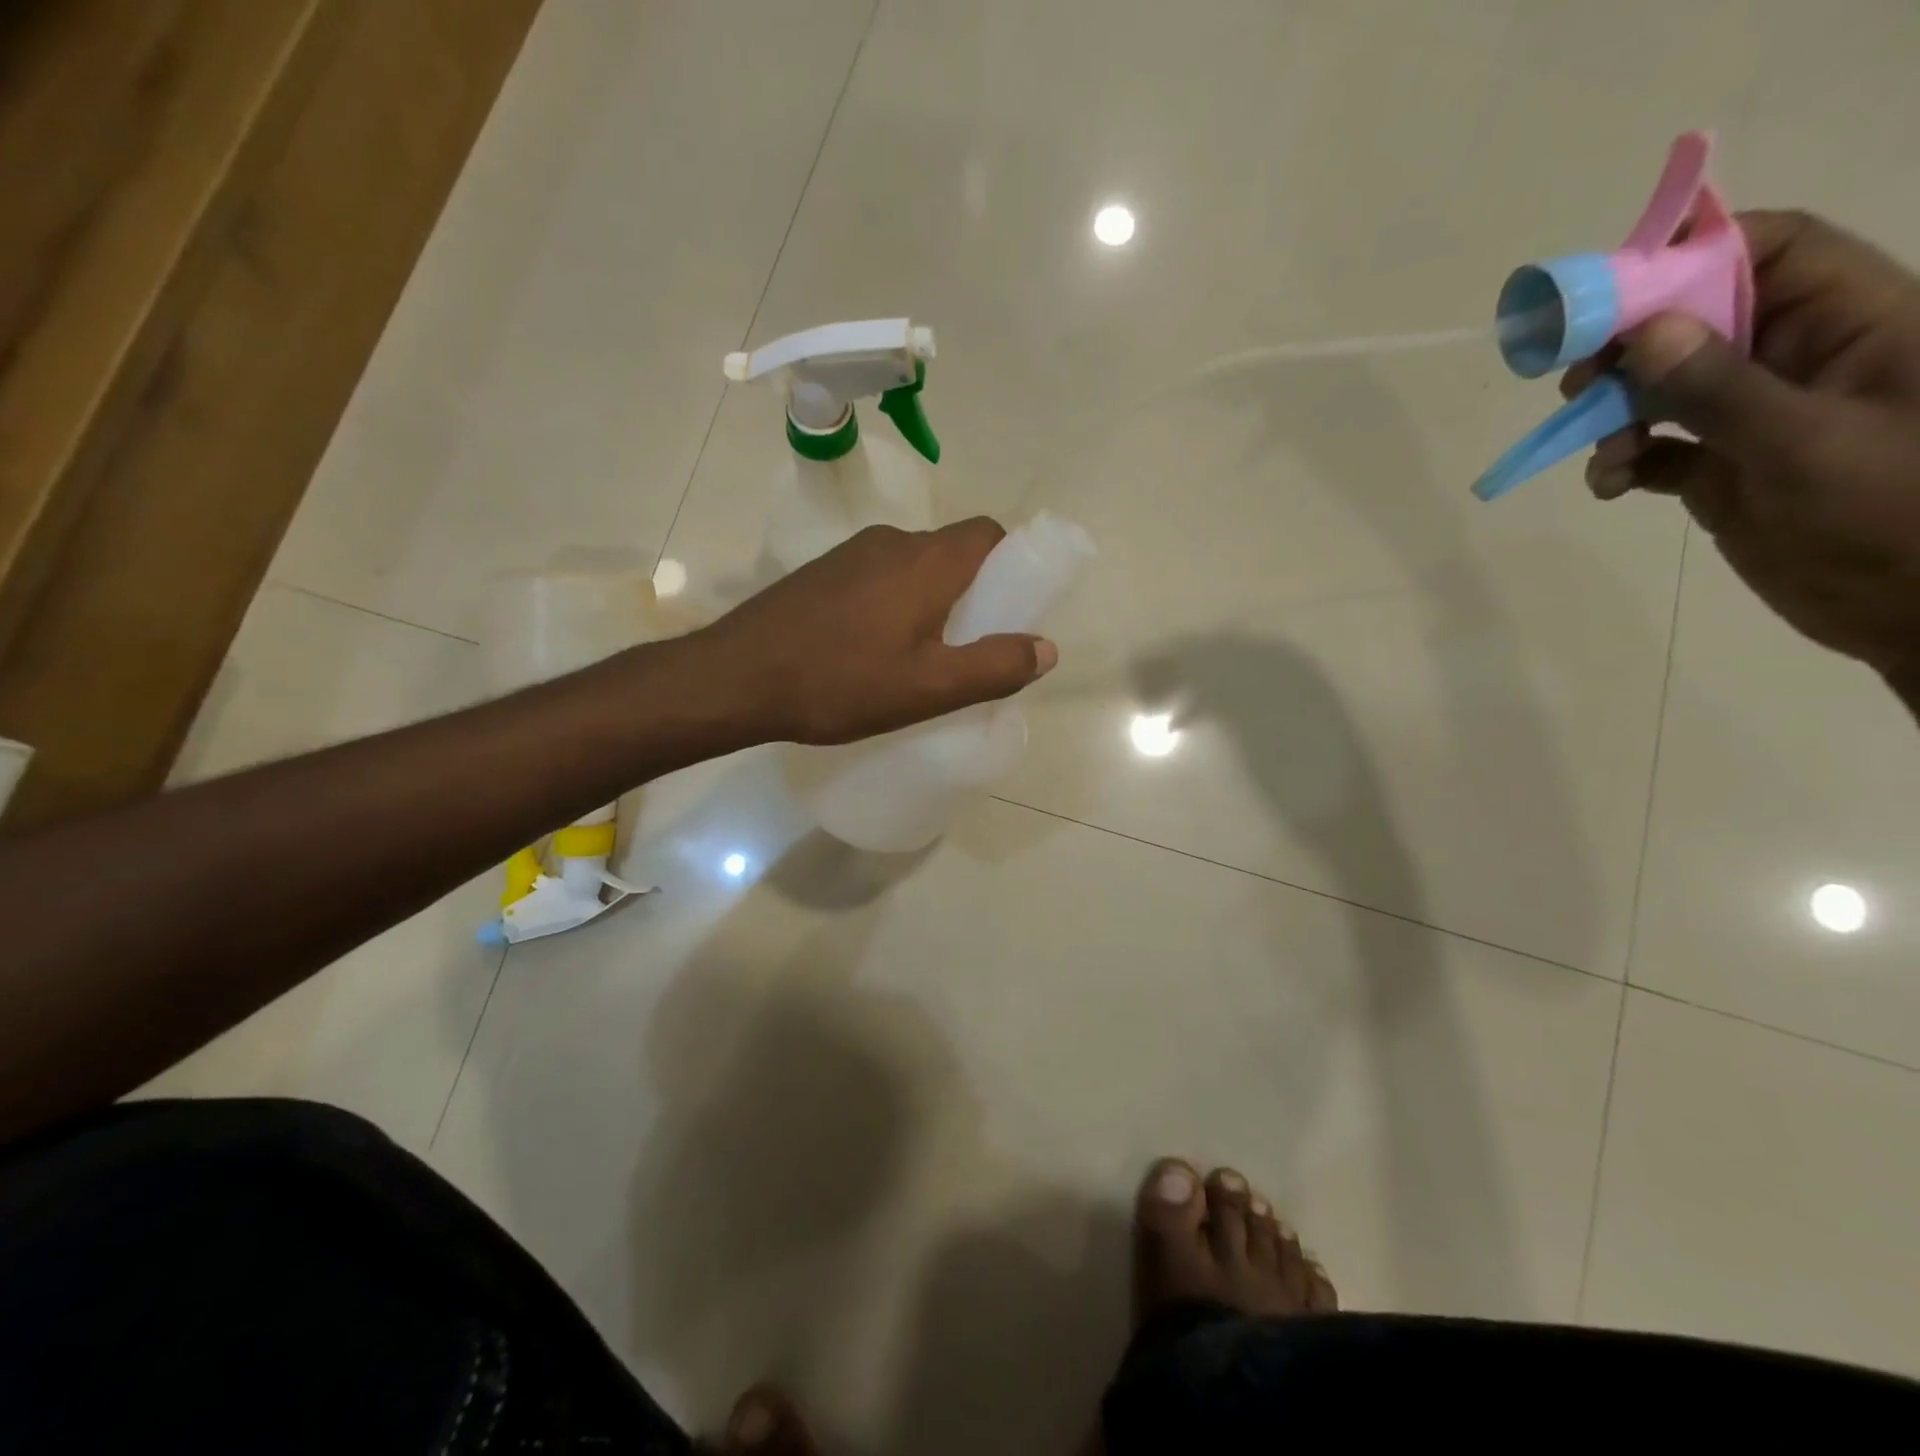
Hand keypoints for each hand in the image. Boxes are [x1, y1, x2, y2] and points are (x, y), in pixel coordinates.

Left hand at [700, 518, 1057, 744]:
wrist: (737, 677)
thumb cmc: (842, 682)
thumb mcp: (930, 687)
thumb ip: (995, 666)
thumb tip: (1046, 648)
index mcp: (928, 561)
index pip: (989, 534)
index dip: (1011, 564)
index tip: (1010, 609)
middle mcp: (892, 542)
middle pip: (952, 551)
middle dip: (972, 591)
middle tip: (968, 647)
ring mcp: (850, 554)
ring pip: (913, 566)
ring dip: (930, 601)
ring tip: (920, 657)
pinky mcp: (821, 573)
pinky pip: (877, 578)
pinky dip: (893, 604)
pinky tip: (873, 651)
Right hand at [1570, 210, 1919, 679]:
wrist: (1909, 607)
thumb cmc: (1889, 510)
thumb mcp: (1803, 442)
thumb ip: (1720, 387)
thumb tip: (1646, 332)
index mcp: (1853, 323)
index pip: (1775, 251)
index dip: (1697, 253)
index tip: (1614, 290)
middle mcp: (1799, 359)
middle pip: (1701, 319)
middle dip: (1633, 347)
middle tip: (1578, 379)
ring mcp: (1756, 416)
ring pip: (1666, 388)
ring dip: (1617, 415)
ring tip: (1602, 449)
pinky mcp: (1723, 469)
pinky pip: (1656, 449)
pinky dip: (1622, 463)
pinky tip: (1610, 485)